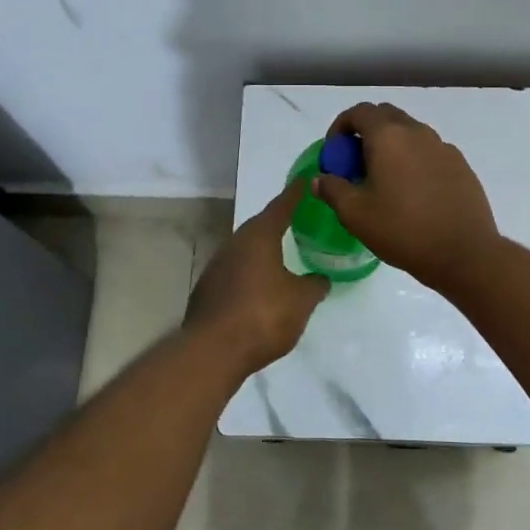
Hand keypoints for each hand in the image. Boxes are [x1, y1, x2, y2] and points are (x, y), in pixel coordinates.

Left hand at [184, 180, 329, 373]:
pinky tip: (260, 287)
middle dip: (277, 222)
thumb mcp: (301, 301)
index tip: (305, 179)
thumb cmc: (263, 315)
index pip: (281, 206)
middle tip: (297, 219)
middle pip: (259, 226)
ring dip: (262, 250)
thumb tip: (321, 278)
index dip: (295, 194)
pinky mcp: (207, 290)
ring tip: (281, 254)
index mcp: (259, 237)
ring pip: (245, 250)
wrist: (212, 351)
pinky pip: (235, 272)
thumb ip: (314, 285)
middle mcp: (235, 244)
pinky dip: (250, 273)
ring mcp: (217, 267)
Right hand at [311, 103, 499, 291]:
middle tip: (356, 164)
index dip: (341, 127)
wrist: (464, 253)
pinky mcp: (461, 165)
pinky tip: (413, 193)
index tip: (335, 153)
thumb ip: (332, 189)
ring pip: (410, 133)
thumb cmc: (403, 230)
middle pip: (386, 116)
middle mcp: (417, 132)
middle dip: (366, 132)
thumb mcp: (355, 214)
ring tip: (384, 180)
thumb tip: (320, 179)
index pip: (359, 112)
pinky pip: (430, 151)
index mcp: (388, 136)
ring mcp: (443, 147)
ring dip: (392, 146)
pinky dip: (414, 160)